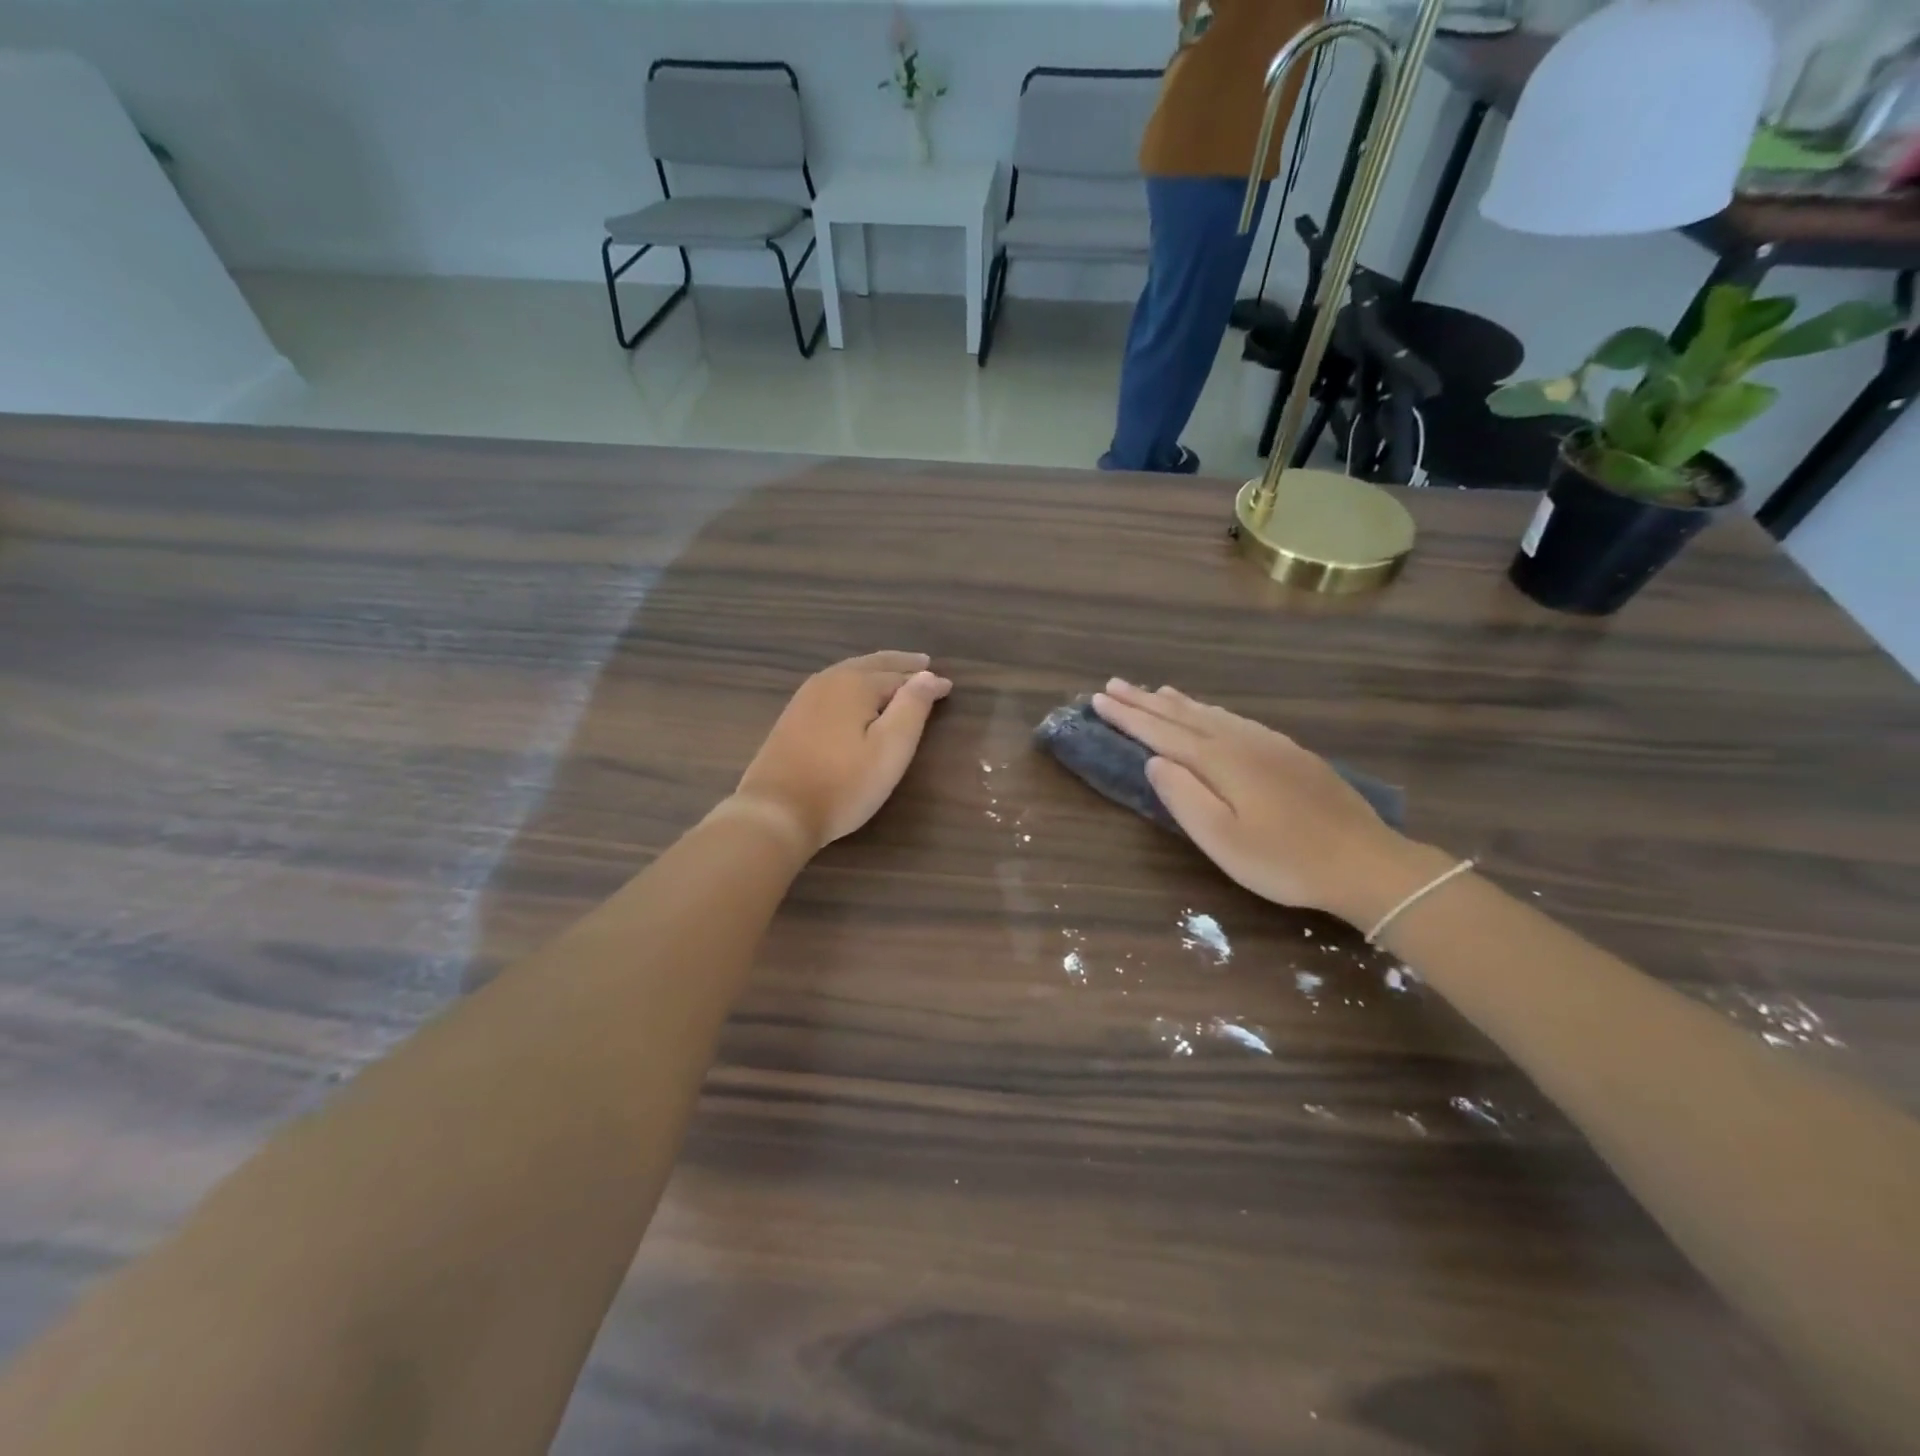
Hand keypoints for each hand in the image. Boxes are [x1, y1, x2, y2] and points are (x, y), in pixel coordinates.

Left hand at [733, 652, 952, 852]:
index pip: (900, 675)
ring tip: (895, 674)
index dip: (926, 681)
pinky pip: (833, 686)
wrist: (776, 811)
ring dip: (876, 670)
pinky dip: (854, 683)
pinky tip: (856, 695)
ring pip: (849, 673)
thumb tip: (929, 675)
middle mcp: (829, 680)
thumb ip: (913, 707)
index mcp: (856, 684)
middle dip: (900, 664)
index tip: (949, 687)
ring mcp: (806, 697)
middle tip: (923, 664)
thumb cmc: (843, 784)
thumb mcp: (890, 748)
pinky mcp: (792, 716)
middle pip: (872, 665)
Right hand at [1091, 679, 1447, 926]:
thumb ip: (1183, 797)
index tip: (1098, 699)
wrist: (1366, 862)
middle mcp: (1240, 741)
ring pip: (1211, 713)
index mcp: (1220, 761)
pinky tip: (1210, 713)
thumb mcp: (1222, 839)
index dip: (1128, 716)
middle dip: (1145, 700)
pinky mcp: (1289, 753)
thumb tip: (1153, 761)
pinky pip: (1235, 719)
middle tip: (1114, 684)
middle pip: (1183, 715)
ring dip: (1177, 702)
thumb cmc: (1285, 860)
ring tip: (1153, 690)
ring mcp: (1269, 744)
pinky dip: (1210, 710)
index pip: (1161, 732)